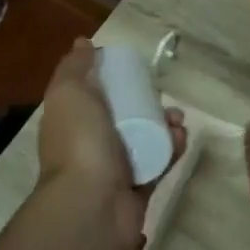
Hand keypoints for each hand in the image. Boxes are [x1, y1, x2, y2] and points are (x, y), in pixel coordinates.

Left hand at [37, 39, 185, 249]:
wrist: (93, 206)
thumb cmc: (79, 143)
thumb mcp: (68, 93)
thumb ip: (74, 67)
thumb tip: (83, 43)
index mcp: (72, 121)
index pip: (94, 95)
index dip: (114, 80)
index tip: (135, 70)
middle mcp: (91, 143)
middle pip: (124, 115)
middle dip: (147, 102)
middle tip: (164, 97)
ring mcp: (115, 168)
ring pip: (145, 138)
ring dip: (166, 125)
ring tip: (178, 120)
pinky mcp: (140, 187)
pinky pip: (160, 162)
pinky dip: (172, 149)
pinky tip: (181, 139)